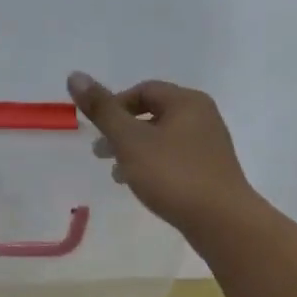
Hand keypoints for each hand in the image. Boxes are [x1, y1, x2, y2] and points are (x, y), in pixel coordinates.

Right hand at [67, 72, 257, 235]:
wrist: (221, 221)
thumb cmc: (173, 175)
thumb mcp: (130, 140)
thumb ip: (103, 110)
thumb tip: (75, 75)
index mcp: (186, 101)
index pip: (143, 90)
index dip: (114, 106)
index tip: (96, 130)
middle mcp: (202, 117)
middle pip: (154, 114)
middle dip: (123, 132)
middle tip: (100, 154)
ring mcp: (210, 146)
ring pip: (163, 139)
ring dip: (136, 152)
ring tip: (117, 175)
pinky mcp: (211, 172)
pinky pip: (175, 160)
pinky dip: (154, 166)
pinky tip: (144, 187)